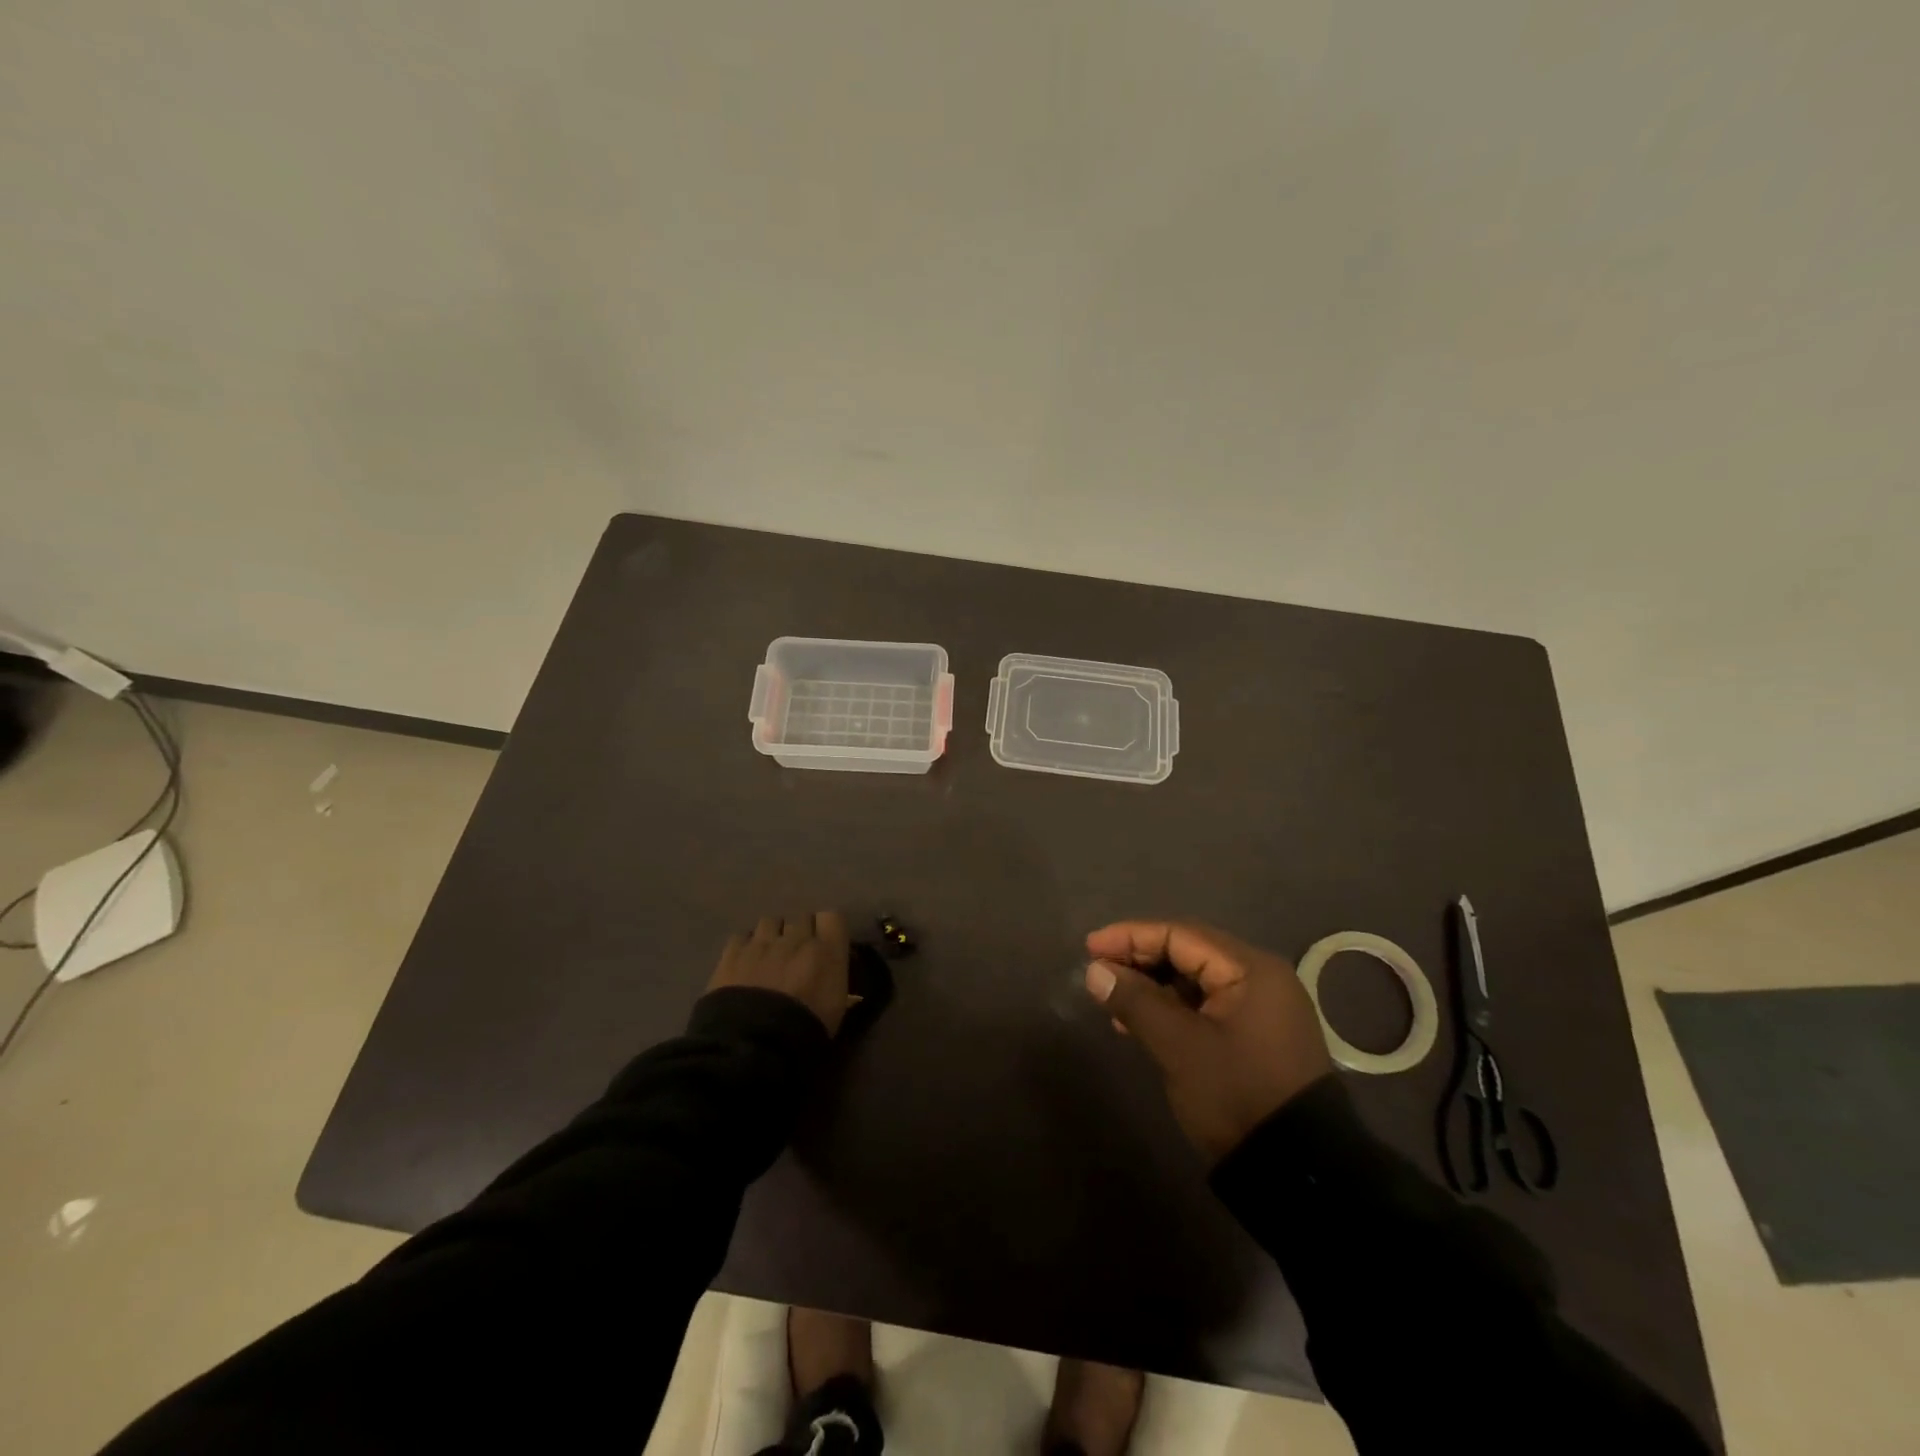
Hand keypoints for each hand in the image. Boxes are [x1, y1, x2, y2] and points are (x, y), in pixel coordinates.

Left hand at [709, 912, 851, 1034]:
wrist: (756, 1043)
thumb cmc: (806, 1030)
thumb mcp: (836, 1007)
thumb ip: (833, 978)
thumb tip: (828, 972)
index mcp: (827, 951)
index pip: (832, 917)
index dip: (827, 928)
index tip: (825, 943)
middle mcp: (797, 938)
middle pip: (801, 918)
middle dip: (800, 932)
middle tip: (796, 954)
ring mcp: (762, 942)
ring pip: (771, 922)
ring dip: (772, 935)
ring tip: (768, 955)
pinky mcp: (733, 952)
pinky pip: (742, 936)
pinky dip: (745, 946)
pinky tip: (744, 962)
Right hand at [1085, 920, 1333, 1162]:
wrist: (1297, 1172)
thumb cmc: (1236, 1094)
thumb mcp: (1179, 1047)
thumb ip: (1135, 1001)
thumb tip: (1094, 971)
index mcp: (1250, 969)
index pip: (1180, 934)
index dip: (1131, 937)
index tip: (1090, 948)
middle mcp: (1260, 977)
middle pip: (1188, 952)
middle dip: (1139, 959)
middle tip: (1098, 972)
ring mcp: (1261, 1007)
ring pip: (1194, 980)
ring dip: (1152, 986)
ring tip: (1112, 1001)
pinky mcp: (1255, 1034)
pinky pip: (1205, 1005)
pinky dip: (1171, 1008)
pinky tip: (1140, 1024)